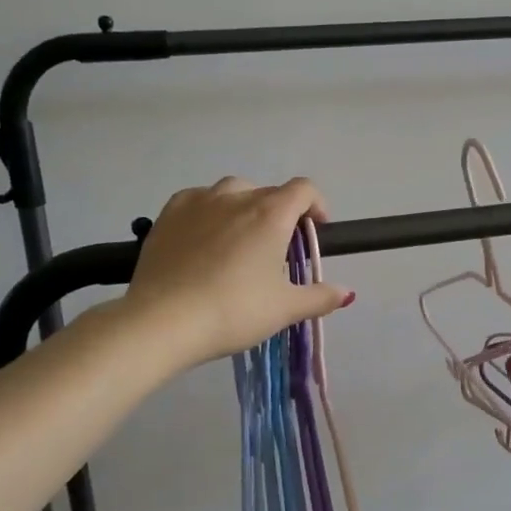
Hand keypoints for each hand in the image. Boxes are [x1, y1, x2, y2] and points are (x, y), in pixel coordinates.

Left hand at [124, 177, 352, 367]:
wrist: (163, 321)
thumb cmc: (234, 311)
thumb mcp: (284, 309)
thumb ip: (319, 297)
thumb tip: (346, 293)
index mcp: (271, 214)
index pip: (304, 189)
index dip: (316, 204)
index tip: (316, 229)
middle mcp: (236, 197)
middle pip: (268, 192)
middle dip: (280, 213)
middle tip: (277, 249)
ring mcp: (199, 201)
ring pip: (231, 191)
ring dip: (244, 207)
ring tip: (239, 239)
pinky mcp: (168, 213)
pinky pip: (197, 200)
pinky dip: (209, 210)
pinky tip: (204, 236)